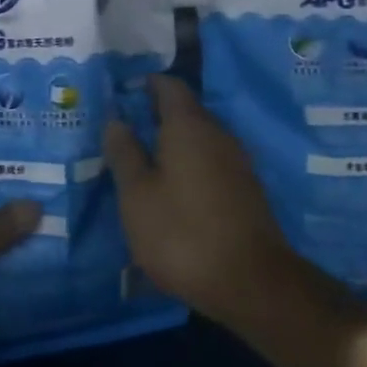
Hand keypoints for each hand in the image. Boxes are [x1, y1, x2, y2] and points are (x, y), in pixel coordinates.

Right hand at [104, 75, 301, 332]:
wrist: (251, 283)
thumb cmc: (182, 233)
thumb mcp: (137, 195)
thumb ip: (124, 154)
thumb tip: (115, 120)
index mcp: (188, 126)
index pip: (169, 86)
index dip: (146, 83)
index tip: (123, 91)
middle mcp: (218, 134)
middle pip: (186, 111)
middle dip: (157, 115)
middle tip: (125, 129)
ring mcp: (238, 163)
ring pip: (200, 139)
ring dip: (174, 144)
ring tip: (145, 160)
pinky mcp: (246, 191)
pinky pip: (212, 163)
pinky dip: (190, 166)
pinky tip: (174, 189)